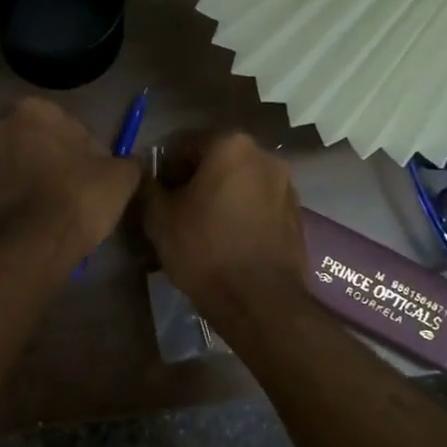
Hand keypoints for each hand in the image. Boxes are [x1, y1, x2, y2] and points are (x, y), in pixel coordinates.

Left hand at [0, 98, 141, 264]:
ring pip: (24, 166)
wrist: (34, 244)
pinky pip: (13, 192)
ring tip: (65, 208)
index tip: (96, 170)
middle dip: (57, 159)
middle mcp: (3, 129)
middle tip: (81, 187)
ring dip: (41, 180)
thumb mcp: (121, 176)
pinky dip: (27, 201)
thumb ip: (128, 161)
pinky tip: (46, 220)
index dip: (84, 146)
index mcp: (34, 111)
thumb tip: (132, 163)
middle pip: (40, 142)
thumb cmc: (79, 195)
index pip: (66, 121)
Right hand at [142, 134, 309, 319]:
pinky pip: (259, 207)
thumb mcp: (159, 218)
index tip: (154, 196)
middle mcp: (265, 157)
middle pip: (216, 162)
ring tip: (202, 231)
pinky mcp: (297, 216)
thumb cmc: (204, 250)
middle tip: (175, 213)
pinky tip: (227, 243)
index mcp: (231, 146)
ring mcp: (287, 187)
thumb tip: (149, 179)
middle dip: (194, 182)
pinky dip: (241, 216)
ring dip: (220, 198)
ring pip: (240, 185)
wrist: (259, 301)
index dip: (163, 170)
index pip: (183, 145)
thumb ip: (149, 187)